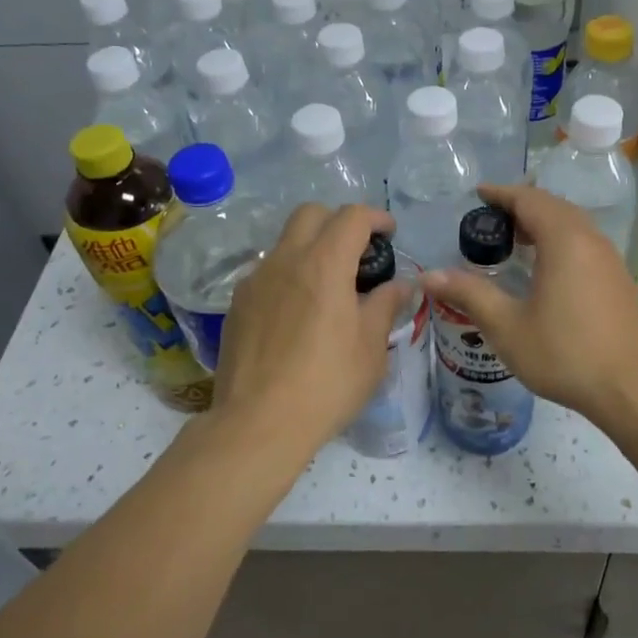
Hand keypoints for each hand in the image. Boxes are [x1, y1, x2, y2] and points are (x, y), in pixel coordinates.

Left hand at [213, 203, 404, 453]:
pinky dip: (289, 275)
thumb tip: (400, 284)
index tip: (389, 233)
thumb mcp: (371, 347)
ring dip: (311, 248)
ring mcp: (255, 281)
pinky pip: (267, 273)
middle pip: (311, 214)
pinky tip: (298, 312)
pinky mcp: (237, 305)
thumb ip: (385, 306)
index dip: (375, 218)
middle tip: (358, 251)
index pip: (351, 217)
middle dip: (338, 221)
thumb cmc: (326, 383)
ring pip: (285, 242)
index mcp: (324, 264)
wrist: (258, 423)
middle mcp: (285, 260)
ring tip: (328, 286)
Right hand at [420, 185, 637, 422]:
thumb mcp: (508, 326)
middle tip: (491, 219)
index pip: (529, 199)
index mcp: (564, 240)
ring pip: (573, 224)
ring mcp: (610, 259)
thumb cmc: (565, 354)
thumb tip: (428, 276)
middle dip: (522, 205)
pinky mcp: (619, 279)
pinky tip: (547, 268)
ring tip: (515, 240)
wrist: (632, 389)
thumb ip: (469, 294)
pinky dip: (561, 240)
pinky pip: (585, 242)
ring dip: (543, 223)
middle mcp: (591, 239)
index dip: (501, 193)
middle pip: (554, 206)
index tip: (478, 194)